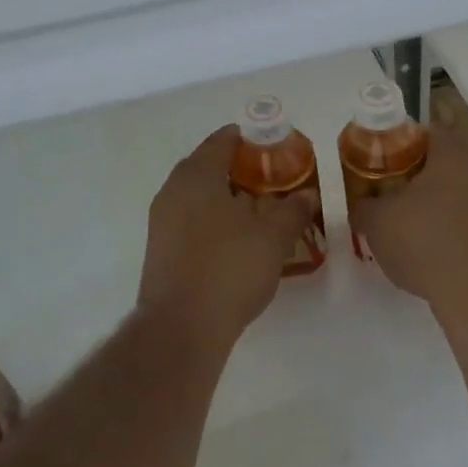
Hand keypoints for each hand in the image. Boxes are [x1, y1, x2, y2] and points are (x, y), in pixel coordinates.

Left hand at [139, 126, 317, 347]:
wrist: (181, 327)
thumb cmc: (229, 268)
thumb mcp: (273, 237)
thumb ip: (292, 210)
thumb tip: (307, 194)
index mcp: (197, 175)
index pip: (221, 141)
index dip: (247, 139)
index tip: (271, 144)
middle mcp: (173, 190)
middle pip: (206, 166)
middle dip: (236, 169)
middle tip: (269, 178)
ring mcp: (161, 221)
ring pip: (196, 195)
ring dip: (223, 196)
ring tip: (256, 209)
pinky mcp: (160, 249)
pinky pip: (188, 220)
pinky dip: (211, 219)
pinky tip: (234, 239)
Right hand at [349, 129, 467, 314]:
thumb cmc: (423, 240)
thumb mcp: (376, 221)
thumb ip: (362, 207)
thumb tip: (358, 206)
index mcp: (448, 156)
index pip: (425, 131)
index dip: (398, 140)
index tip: (377, 156)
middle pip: (438, 164)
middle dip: (411, 175)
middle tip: (383, 189)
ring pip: (450, 196)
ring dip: (427, 206)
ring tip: (397, 224)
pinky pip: (459, 225)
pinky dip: (441, 232)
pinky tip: (420, 251)